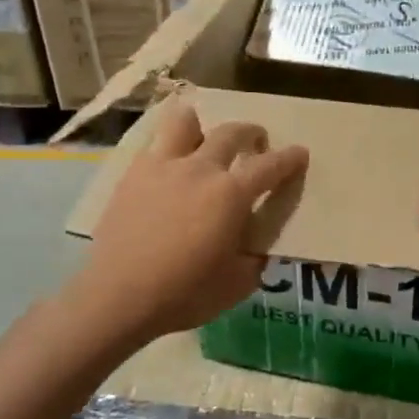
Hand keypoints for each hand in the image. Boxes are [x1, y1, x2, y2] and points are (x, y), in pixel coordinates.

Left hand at [73, 99, 307, 343]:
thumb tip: (259, 243)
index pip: (270, 166)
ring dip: (203, 125)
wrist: (118, 296)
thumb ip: (256, 256)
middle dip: (251, 132)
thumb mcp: (239, 283)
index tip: (300, 153)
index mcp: (231, 194)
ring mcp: (162, 166)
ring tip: (205, 139)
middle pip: (231, 132)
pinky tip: (170, 165)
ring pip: (185, 122)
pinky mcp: (132, 174)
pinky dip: (170, 146)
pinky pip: (155, 144)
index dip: (290, 158)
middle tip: (257, 143)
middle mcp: (200, 169)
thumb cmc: (185, 293)